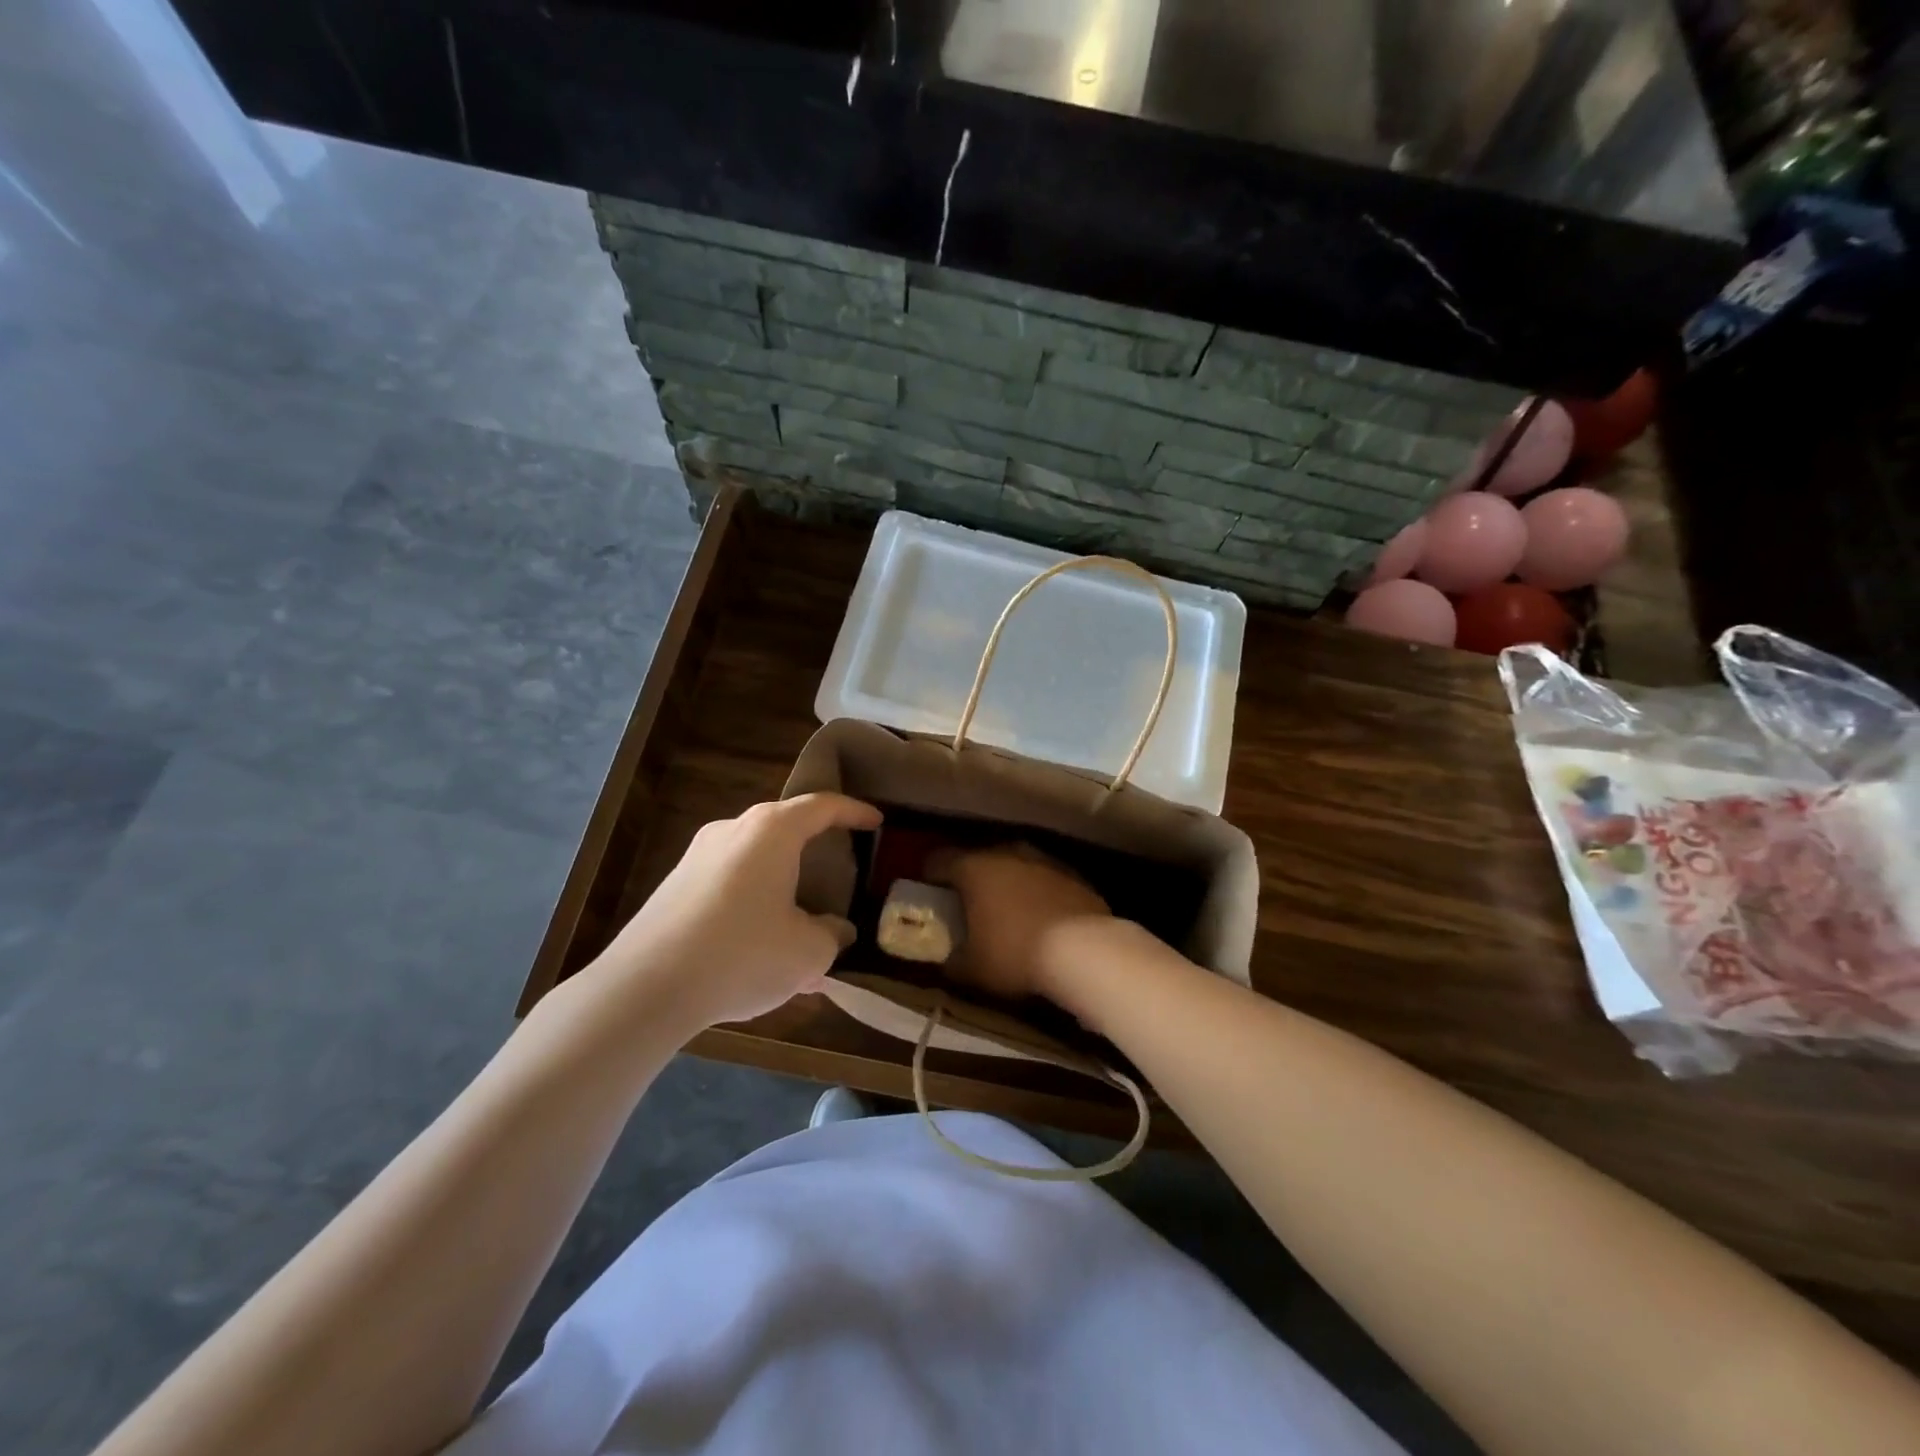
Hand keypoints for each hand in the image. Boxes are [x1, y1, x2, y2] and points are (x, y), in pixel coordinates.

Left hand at [596, 794, 881, 1029]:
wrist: (645, 987)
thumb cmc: (742, 954)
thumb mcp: (808, 952)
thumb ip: (832, 936)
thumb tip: (835, 931)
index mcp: (772, 831)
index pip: (822, 806)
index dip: (854, 811)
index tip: (876, 821)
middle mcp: (733, 830)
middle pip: (785, 829)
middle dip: (815, 849)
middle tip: (839, 872)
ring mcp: (697, 856)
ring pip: (755, 860)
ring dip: (782, 883)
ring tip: (801, 922)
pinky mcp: (674, 886)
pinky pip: (729, 884)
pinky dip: (753, 902)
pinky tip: (760, 946)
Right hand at [933, 844, 1111, 1002]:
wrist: (1085, 950)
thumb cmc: (1015, 954)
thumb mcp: (972, 968)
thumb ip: (952, 960)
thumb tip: (947, 959)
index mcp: (973, 868)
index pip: (939, 860)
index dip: (930, 877)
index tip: (930, 895)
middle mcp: (1006, 853)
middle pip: (979, 859)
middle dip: (971, 879)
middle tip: (968, 906)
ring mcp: (1043, 860)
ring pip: (1014, 865)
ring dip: (1007, 883)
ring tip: (1006, 911)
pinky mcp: (1072, 874)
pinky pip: (1043, 879)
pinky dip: (1037, 892)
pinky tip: (1040, 918)